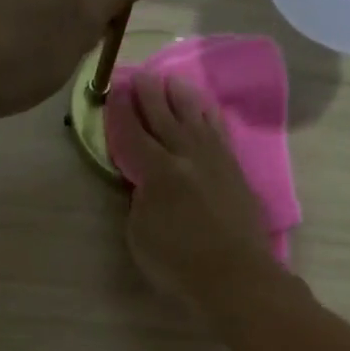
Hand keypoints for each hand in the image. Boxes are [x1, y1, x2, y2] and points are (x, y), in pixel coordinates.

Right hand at [114, 74, 277, 311]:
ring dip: (182, 98)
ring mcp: (215, 160)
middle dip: (150, 96)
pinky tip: (207, 110)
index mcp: (158, 171)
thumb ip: (138, 200)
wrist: (234, 275)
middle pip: (165, 118)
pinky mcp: (235, 170)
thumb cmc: (178, 263)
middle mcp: (187, 156)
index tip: (115, 93)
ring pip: (196, 119)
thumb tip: (145, 183)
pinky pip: (220, 133)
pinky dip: (211, 118)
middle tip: (141, 75)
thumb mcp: (139, 235)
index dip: (121, 113)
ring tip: (173, 81)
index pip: (133, 135)